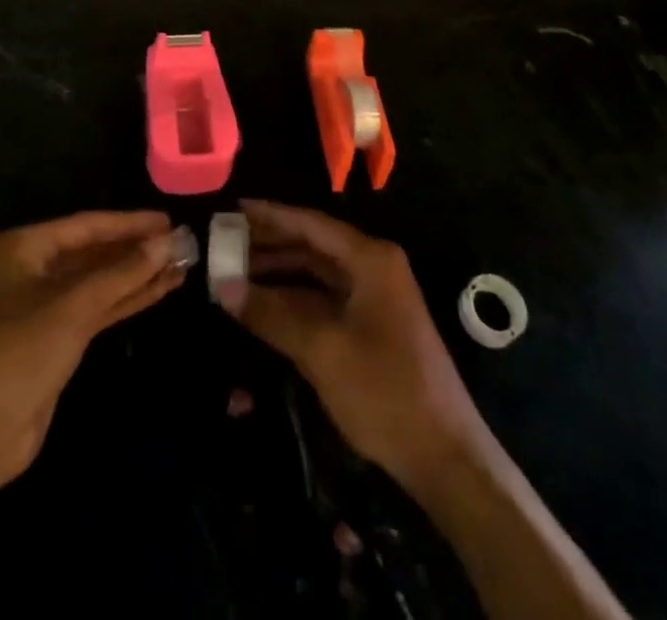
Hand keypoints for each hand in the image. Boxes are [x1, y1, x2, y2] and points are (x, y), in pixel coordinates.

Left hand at [0, 210, 183, 483]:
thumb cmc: (16, 355)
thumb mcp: (72, 308)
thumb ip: (122, 273)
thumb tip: (167, 242)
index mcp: (24, 248)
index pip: (87, 225)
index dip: (129, 223)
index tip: (168, 220)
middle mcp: (31, 270)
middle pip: (93, 252)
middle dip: (135, 250)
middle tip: (180, 243)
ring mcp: (41, 307)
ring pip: (98, 283)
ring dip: (136, 276)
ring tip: (180, 265)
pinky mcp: (53, 341)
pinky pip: (96, 310)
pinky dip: (125, 301)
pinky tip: (159, 291)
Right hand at [225, 200, 486, 490]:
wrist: (445, 457)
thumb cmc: (385, 391)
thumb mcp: (322, 350)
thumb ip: (271, 314)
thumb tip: (221, 286)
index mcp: (370, 259)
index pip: (311, 224)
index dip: (270, 215)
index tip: (233, 209)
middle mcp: (373, 268)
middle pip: (312, 245)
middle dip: (269, 245)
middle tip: (224, 244)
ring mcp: (374, 298)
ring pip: (316, 274)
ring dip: (278, 274)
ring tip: (233, 274)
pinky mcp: (371, 327)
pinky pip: (324, 300)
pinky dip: (293, 301)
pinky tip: (262, 307)